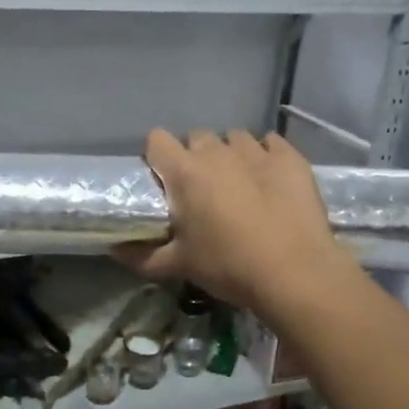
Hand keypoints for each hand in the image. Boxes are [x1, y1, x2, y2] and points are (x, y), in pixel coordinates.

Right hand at [114, 129, 358, 314]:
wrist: (294, 271)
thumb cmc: (228, 266)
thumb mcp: (180, 266)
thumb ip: (142, 256)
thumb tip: (114, 250)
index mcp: (185, 172)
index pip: (157, 140)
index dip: (158, 157)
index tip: (164, 180)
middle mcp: (217, 152)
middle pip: (197, 137)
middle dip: (196, 157)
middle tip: (203, 190)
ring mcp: (256, 150)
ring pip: (234, 138)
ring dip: (231, 155)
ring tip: (240, 184)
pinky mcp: (290, 157)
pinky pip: (271, 143)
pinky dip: (266, 156)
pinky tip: (270, 181)